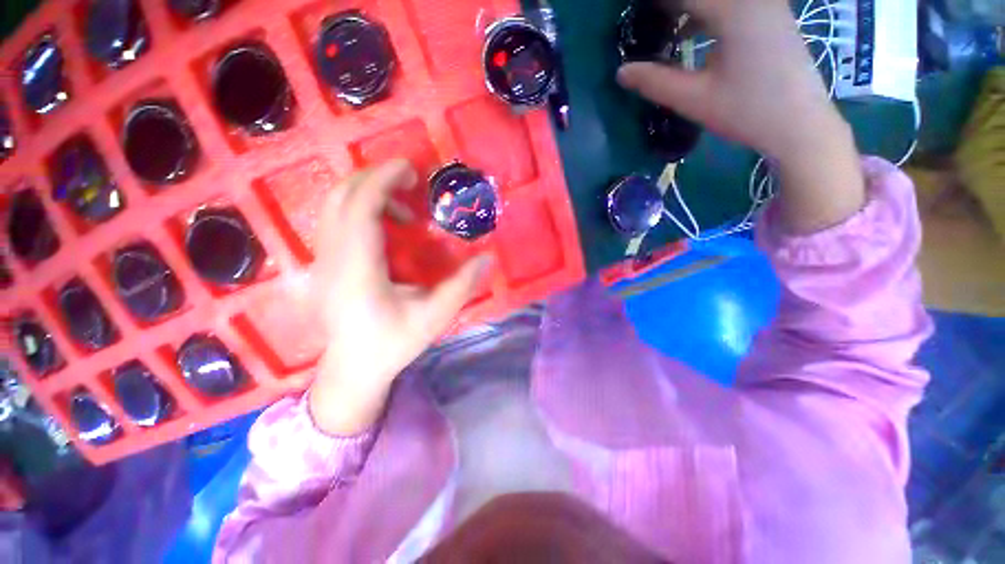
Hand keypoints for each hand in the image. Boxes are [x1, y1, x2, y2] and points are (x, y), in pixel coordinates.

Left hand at [308, 159, 489, 435]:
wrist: (354, 368)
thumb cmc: (394, 343)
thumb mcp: (435, 316)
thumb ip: (463, 285)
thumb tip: (488, 257)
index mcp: (358, 269)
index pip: (361, 207)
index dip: (384, 180)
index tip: (412, 170)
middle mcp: (333, 258)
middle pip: (341, 197)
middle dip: (375, 178)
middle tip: (411, 184)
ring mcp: (322, 260)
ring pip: (333, 205)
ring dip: (368, 193)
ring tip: (404, 210)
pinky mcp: (324, 263)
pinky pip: (335, 219)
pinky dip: (360, 208)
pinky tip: (387, 228)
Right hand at [618, 0, 865, 233]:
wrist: (800, 123)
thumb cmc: (747, 112)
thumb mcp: (695, 99)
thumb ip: (655, 82)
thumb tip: (621, 72)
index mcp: (733, 10)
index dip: (655, 6)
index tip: (634, 16)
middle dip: (669, 7)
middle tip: (645, 26)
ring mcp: (765, 3)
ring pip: (716, 0)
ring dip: (686, 9)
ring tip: (661, 28)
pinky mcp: (770, 14)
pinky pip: (730, 4)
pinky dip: (705, 12)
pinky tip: (689, 32)